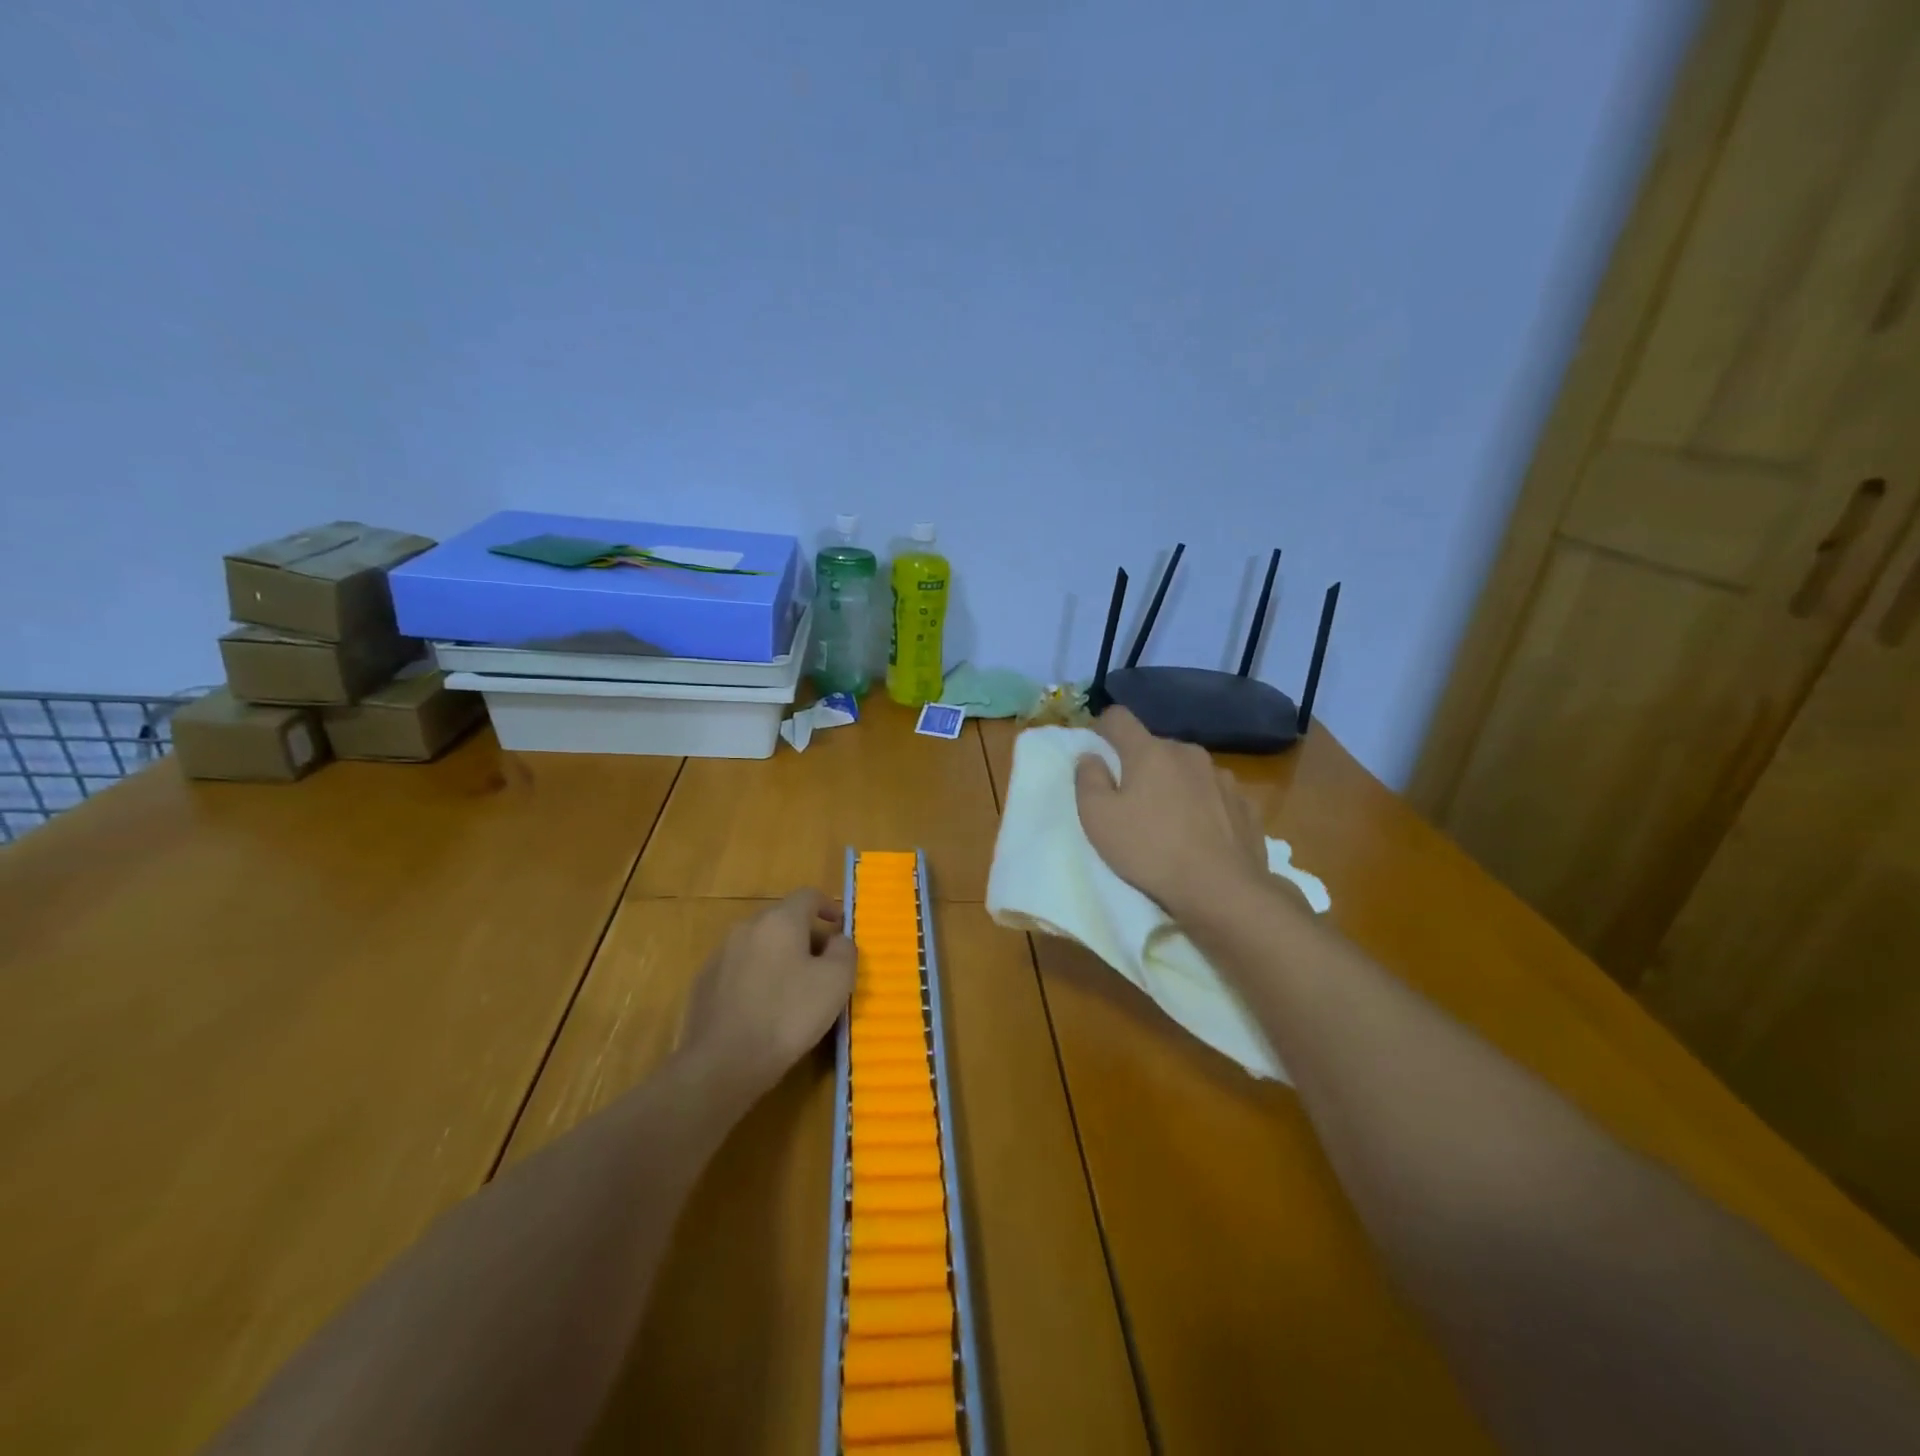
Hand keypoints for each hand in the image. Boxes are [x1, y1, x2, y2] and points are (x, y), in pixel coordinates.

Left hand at [680, 889, 854, 1097]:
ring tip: (793, 989)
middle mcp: (746, 928)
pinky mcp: (704, 983)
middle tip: (822, 965)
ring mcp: (720, 955)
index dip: (828, 906)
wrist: (722, 1063)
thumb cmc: (788, 1015)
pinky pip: (739, 969)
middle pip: (782, 920)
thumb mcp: (836, 982)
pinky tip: (763, 1009)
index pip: (808, 896)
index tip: (840, 926)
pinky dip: (756, 978)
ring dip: (779, 957)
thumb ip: (844, 951)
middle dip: (805, 935)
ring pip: (759, 945)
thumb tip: (838, 940)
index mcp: (780, 921)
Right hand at [1074, 707, 1271, 919]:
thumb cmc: (1149, 850)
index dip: (1103, 729)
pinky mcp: (1245, 805)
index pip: (1119, 718)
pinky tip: (1201, 837)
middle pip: (1155, 748)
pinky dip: (1204, 807)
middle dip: (1141, 766)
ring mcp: (1222, 778)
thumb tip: (1090, 756)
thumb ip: (1088, 780)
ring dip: (1175, 786)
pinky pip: (1214, 796)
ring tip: (1170, 824)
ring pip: (1187, 771)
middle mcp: (1188, 753)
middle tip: (1131, 804)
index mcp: (1150, 751)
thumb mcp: (1098, 818)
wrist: (1222, 890)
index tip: (1099, 753)